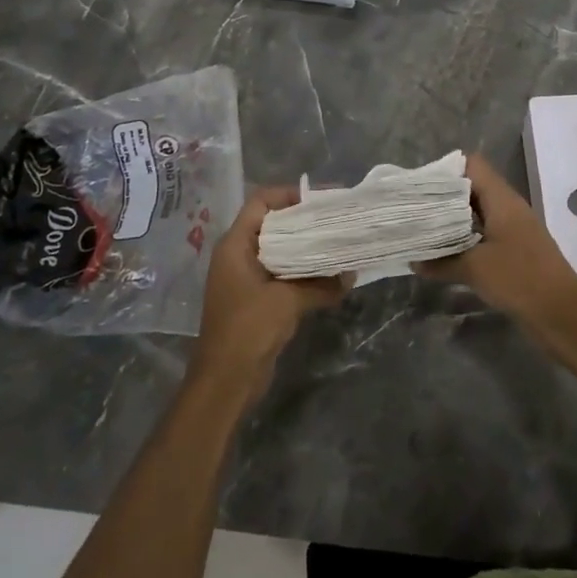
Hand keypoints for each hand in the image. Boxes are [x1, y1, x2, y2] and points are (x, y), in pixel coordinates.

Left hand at [191, 187, 343, 398]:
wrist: (225, 382)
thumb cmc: (248, 329)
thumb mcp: (288, 301)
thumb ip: (320, 284)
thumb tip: (351, 274)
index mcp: (236, 245)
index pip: (261, 202)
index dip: (289, 195)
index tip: (321, 200)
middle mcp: (238, 255)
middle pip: (274, 224)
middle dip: (305, 222)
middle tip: (337, 220)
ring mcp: (246, 278)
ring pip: (280, 251)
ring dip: (307, 249)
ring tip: (339, 244)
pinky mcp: (257, 300)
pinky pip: (282, 274)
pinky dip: (304, 273)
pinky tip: (330, 277)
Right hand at [414, 153, 576, 331]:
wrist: (563, 315)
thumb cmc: (519, 279)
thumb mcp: (474, 269)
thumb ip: (441, 262)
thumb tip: (412, 260)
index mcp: (502, 199)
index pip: (472, 165)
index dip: (446, 169)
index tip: (419, 185)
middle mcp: (508, 207)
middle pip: (472, 187)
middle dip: (444, 195)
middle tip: (414, 207)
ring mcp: (514, 229)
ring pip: (478, 212)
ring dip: (453, 219)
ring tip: (423, 228)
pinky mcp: (515, 250)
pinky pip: (485, 233)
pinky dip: (465, 238)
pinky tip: (445, 251)